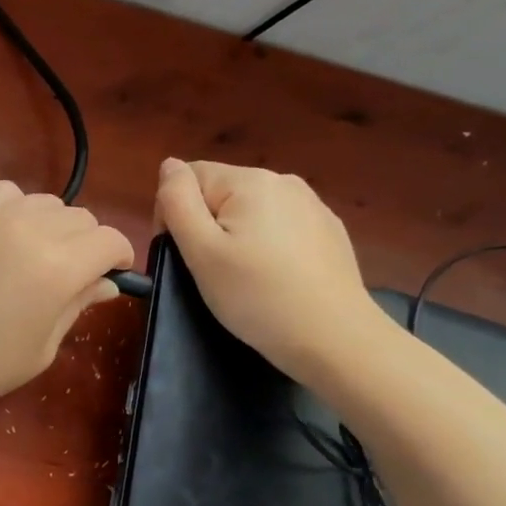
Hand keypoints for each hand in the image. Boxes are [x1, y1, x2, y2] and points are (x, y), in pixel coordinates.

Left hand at [0, 182, 135, 423]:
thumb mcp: (41, 349)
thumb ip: (77, 306)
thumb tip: (105, 282)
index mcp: (58, 268)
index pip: (110, 240)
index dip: (118, 257)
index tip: (109, 274)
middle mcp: (30, 229)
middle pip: (81, 217)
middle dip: (87, 244)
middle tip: (69, 275)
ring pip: (46, 201)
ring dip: (52, 224)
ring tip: (34, 254)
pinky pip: (5, 193)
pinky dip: (15, 207)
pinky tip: (3, 234)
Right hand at [153, 158, 380, 377]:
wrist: (336, 340)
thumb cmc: (257, 296)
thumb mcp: (201, 250)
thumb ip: (177, 200)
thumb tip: (169, 165)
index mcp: (249, 180)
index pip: (189, 177)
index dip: (175, 213)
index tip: (185, 254)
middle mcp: (283, 181)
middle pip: (220, 192)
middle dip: (207, 225)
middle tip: (212, 272)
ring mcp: (312, 205)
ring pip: (250, 210)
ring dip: (236, 235)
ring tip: (244, 277)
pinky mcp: (329, 231)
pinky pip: (280, 227)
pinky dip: (267, 246)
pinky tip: (275, 278)